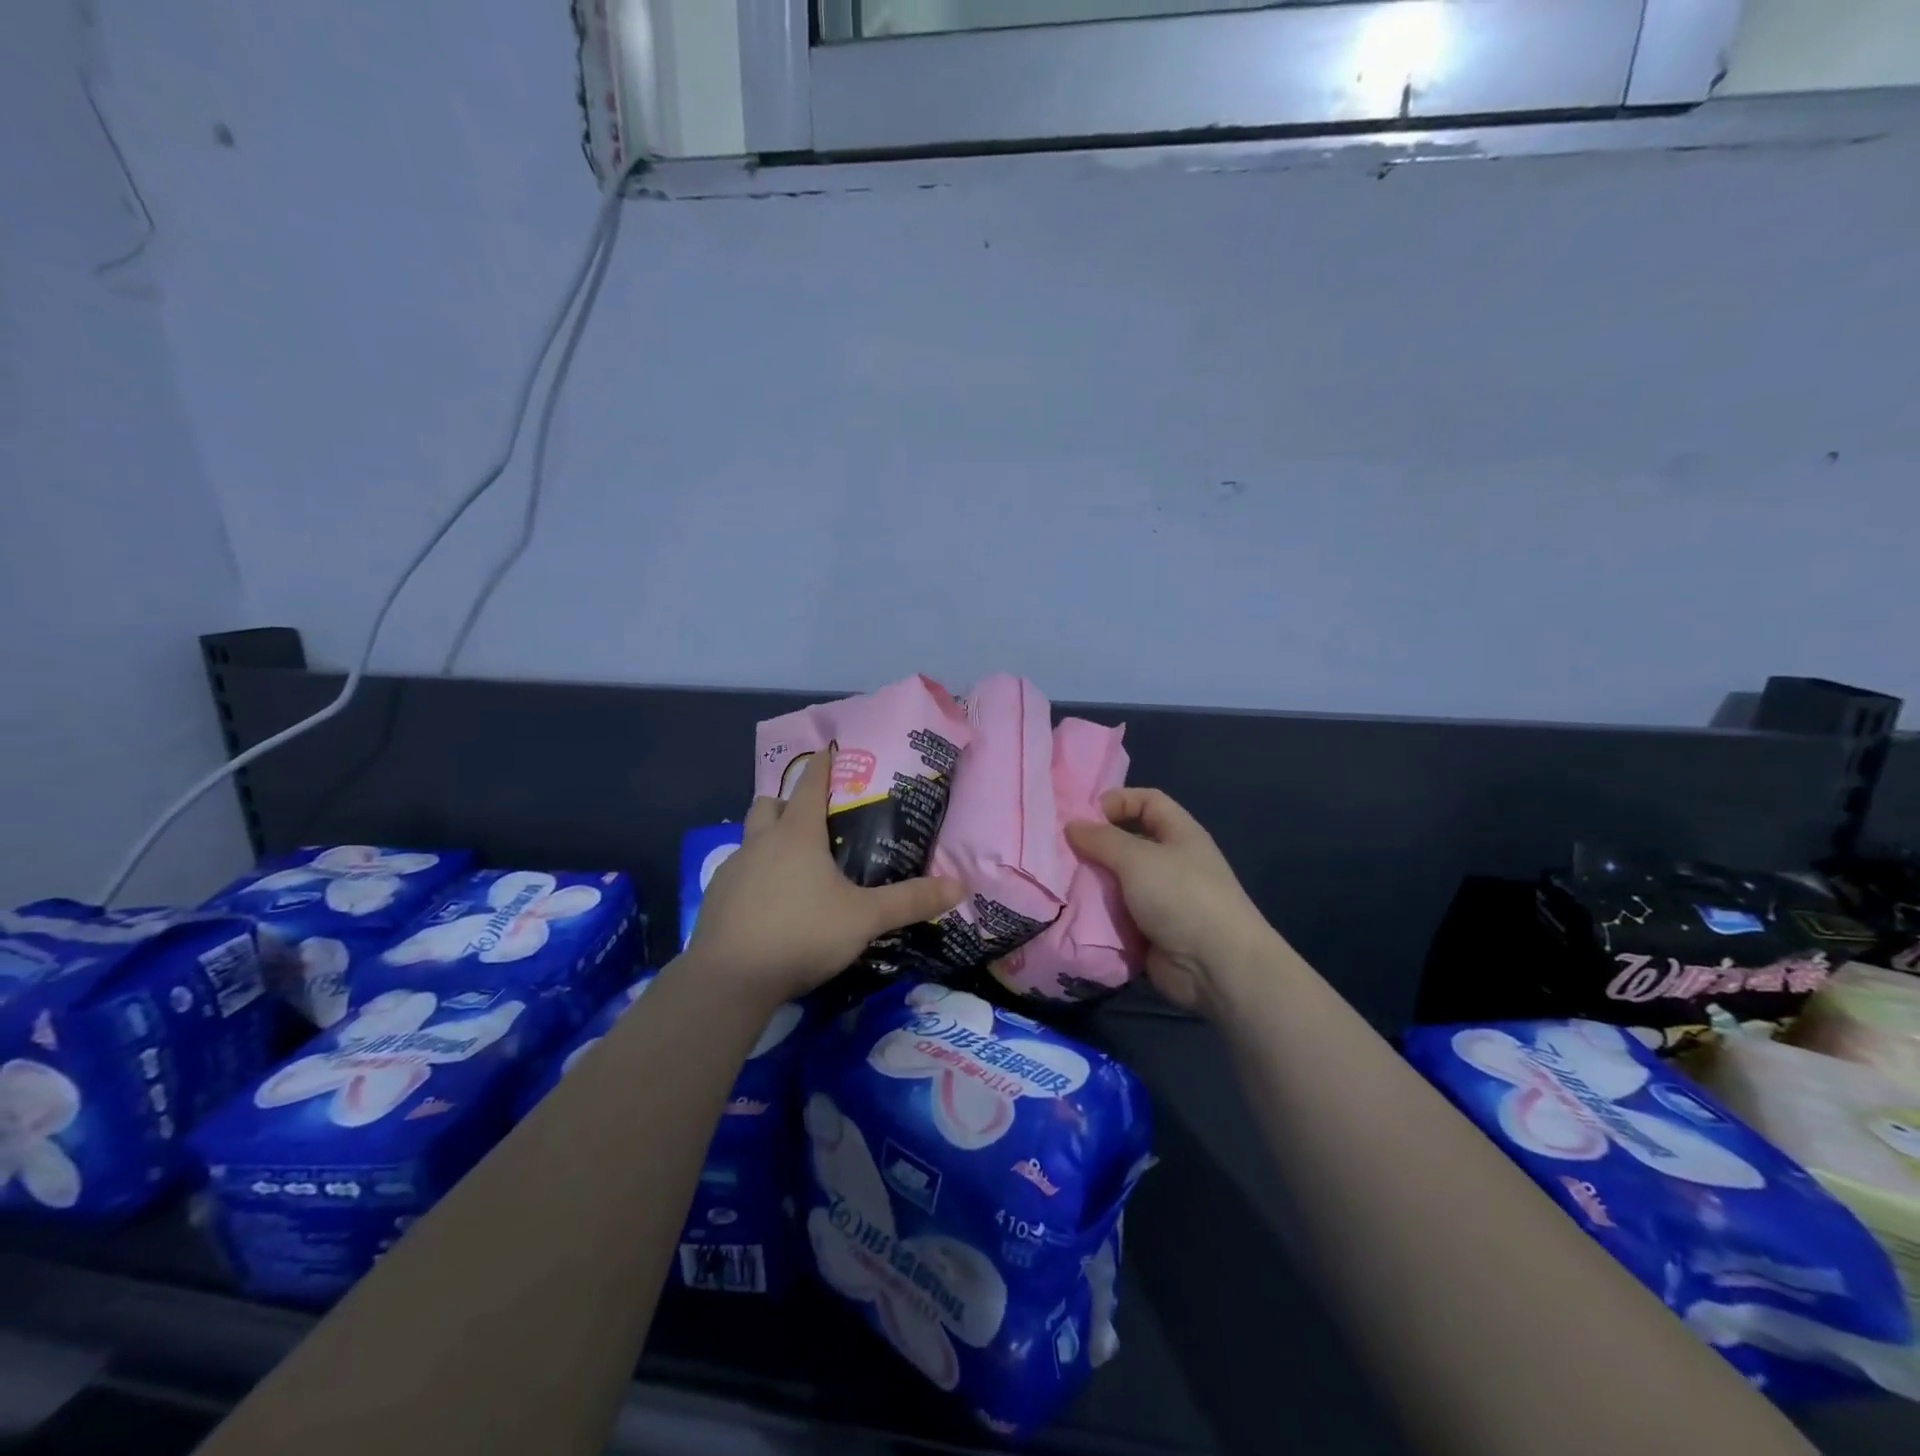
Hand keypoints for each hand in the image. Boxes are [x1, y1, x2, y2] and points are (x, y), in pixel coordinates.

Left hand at [688, 744, 964, 1004]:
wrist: (729, 979)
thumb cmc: (801, 934)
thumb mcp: (864, 918)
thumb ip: (910, 901)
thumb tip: (961, 886)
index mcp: (797, 835)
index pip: (809, 783)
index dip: (821, 765)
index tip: (829, 751)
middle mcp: (760, 842)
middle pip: (769, 803)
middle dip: (788, 801)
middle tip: (812, 817)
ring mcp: (732, 869)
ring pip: (750, 838)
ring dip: (769, 839)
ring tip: (795, 865)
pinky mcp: (716, 899)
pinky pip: (738, 873)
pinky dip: (755, 875)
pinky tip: (771, 903)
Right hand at [1065, 787, 1276, 1016]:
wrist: (1215, 967)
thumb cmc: (1181, 897)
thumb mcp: (1137, 857)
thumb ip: (1101, 839)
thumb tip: (1072, 825)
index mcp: (1179, 834)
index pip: (1146, 801)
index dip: (1116, 801)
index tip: (1083, 817)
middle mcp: (1171, 862)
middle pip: (1127, 842)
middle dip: (1095, 846)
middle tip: (1060, 853)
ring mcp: (1160, 899)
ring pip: (1117, 880)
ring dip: (1092, 882)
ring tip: (1060, 884)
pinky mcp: (1149, 931)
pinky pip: (1116, 914)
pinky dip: (1097, 914)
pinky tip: (1072, 913)